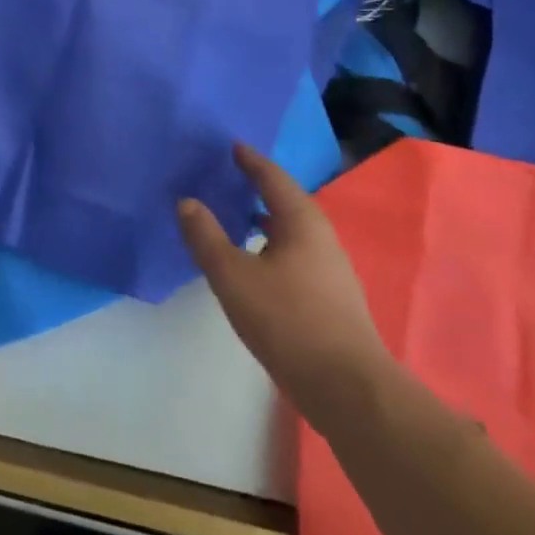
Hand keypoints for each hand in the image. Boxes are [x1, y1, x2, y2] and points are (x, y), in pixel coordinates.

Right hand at [178, 143, 394, 438]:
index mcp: (301, 222)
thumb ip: (206, 237)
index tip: (232, 145)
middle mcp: (321, 238)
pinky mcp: (331, 298)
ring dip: (265, 219)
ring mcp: (330, 270)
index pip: (273, 177)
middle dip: (258, 187)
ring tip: (236, 216)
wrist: (348, 389)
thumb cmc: (288, 320)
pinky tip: (255, 263)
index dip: (251, 160)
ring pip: (292, 231)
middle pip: (286, 201)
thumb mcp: (233, 276)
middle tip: (228, 177)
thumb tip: (186, 201)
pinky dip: (272, 245)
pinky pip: (295, 254)